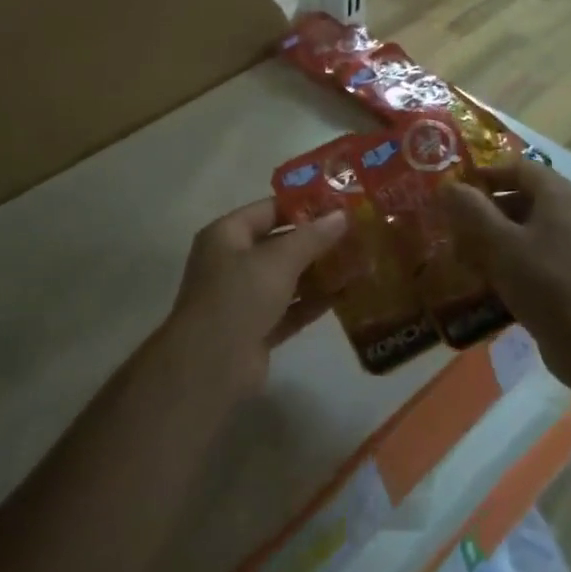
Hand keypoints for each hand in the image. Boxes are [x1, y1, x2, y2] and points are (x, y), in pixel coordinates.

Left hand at [163, 199, 349, 396]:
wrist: (211, 366)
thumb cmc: (240, 297)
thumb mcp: (279, 260)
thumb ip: (312, 237)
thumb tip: (342, 215)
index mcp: (226, 235)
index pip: (269, 210)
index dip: (304, 206)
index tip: (341, 205)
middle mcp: (232, 262)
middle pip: (280, 244)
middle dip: (317, 241)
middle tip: (357, 234)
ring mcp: (244, 298)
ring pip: (287, 278)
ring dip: (319, 272)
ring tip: (359, 262)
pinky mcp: (257, 329)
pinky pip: (290, 309)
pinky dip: (314, 302)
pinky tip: (346, 295)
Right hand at [439, 159, 570, 373]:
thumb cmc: (544, 283)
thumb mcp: (499, 244)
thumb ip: (471, 210)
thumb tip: (448, 186)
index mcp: (560, 194)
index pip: (518, 167)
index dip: (484, 174)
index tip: (454, 190)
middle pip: (524, 196)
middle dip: (487, 209)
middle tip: (455, 225)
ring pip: (531, 226)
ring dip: (498, 235)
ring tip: (466, 254)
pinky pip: (540, 251)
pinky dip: (515, 256)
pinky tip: (492, 278)